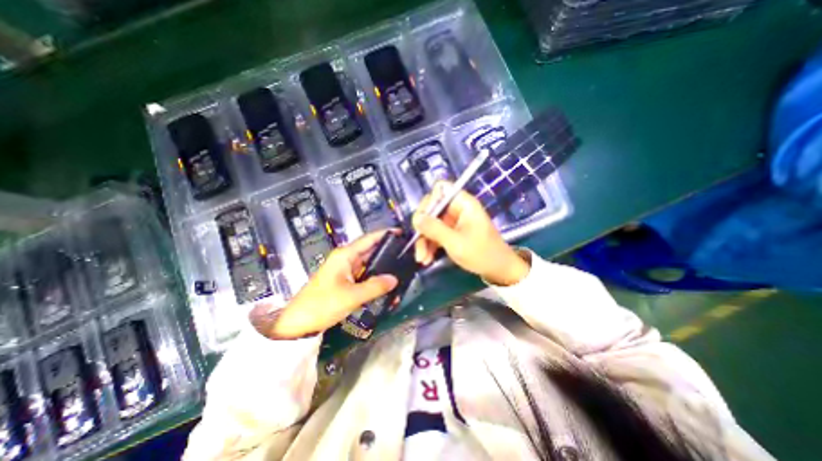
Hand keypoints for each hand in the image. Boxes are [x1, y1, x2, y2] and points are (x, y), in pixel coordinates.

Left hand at [254, 230, 401, 338]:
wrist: (297, 323)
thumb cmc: (322, 304)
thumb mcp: (351, 296)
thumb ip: (375, 286)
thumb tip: (394, 279)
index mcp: (345, 255)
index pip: (369, 239)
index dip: (385, 234)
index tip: (401, 233)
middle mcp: (345, 259)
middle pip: (369, 250)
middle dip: (387, 250)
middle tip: (406, 253)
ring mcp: (344, 270)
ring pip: (367, 263)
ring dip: (381, 265)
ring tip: (400, 266)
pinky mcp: (344, 281)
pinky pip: (363, 274)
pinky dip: (374, 276)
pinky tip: (386, 281)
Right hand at [411, 182, 532, 285]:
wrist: (498, 270)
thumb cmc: (481, 254)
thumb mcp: (455, 242)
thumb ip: (434, 229)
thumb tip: (416, 218)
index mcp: (463, 203)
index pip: (441, 189)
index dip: (429, 202)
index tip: (422, 220)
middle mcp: (457, 208)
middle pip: (431, 208)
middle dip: (422, 227)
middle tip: (417, 241)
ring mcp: (453, 221)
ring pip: (430, 224)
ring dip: (424, 241)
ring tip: (422, 259)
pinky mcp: (451, 232)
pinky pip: (435, 234)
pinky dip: (429, 245)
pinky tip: (426, 259)